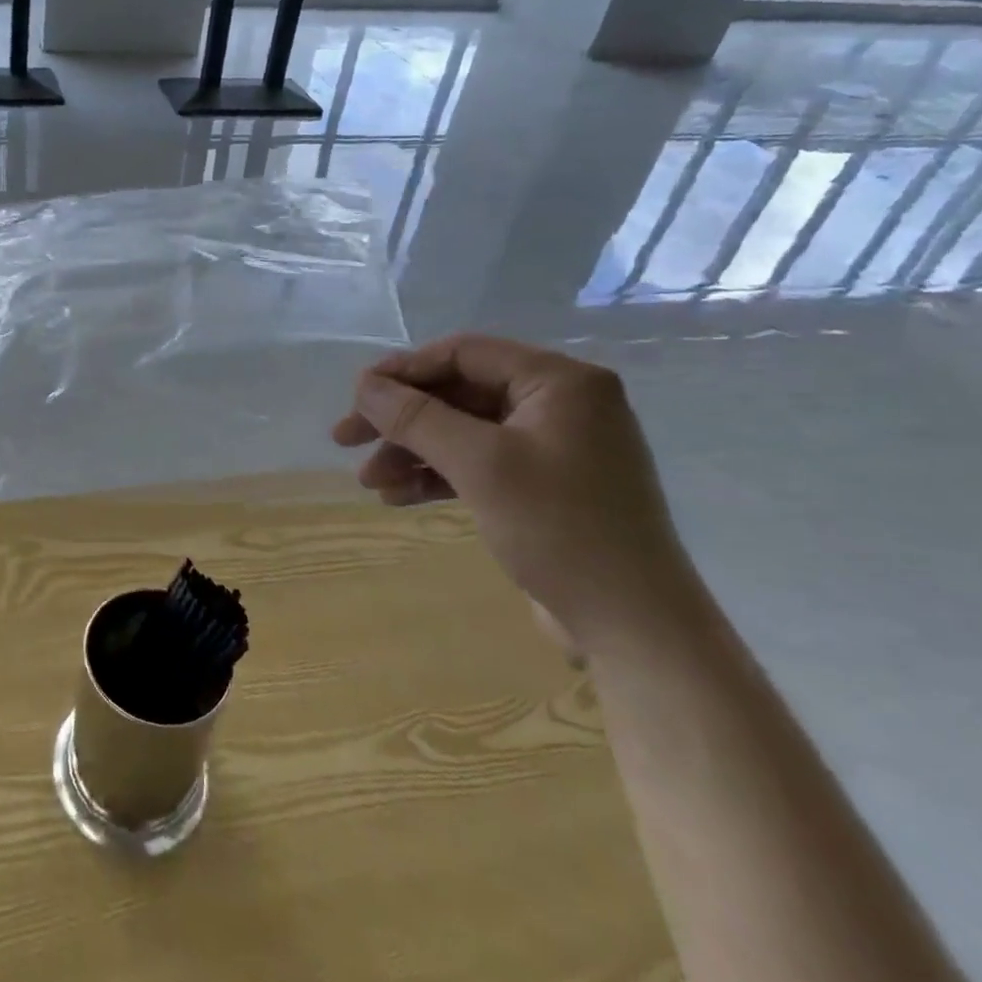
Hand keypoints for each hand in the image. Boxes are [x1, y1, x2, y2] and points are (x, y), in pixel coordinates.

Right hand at [333, 334, 699, 654]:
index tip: (355, 398)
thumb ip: (416, 417)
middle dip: (401, 419)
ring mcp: (554, 447)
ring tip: (370, 482)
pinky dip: (438, 475)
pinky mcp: (545, 485)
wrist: (635, 628)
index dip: (402, 371)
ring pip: (463, 431)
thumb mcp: (479, 464)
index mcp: (560, 382)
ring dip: (412, 451)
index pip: (463, 354)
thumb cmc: (560, 528)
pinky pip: (479, 463)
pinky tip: (399, 497)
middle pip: (458, 393)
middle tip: (346, 440)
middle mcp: (560, 404)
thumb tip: (363, 384)